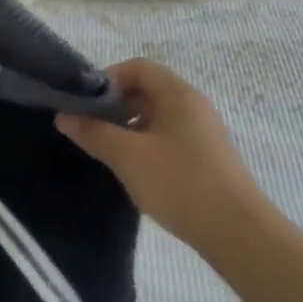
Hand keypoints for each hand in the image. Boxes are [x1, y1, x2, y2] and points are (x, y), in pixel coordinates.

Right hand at [56, 59, 263, 246]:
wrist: (238, 234)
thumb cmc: (180, 183)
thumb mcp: (128, 157)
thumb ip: (94, 133)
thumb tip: (64, 116)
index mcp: (178, 94)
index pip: (138, 67)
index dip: (108, 78)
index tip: (86, 103)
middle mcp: (193, 105)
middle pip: (147, 90)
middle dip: (116, 104)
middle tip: (91, 127)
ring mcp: (203, 132)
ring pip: (158, 116)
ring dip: (130, 127)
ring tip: (109, 151)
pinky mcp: (207, 157)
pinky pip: (170, 137)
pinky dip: (147, 144)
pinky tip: (136, 171)